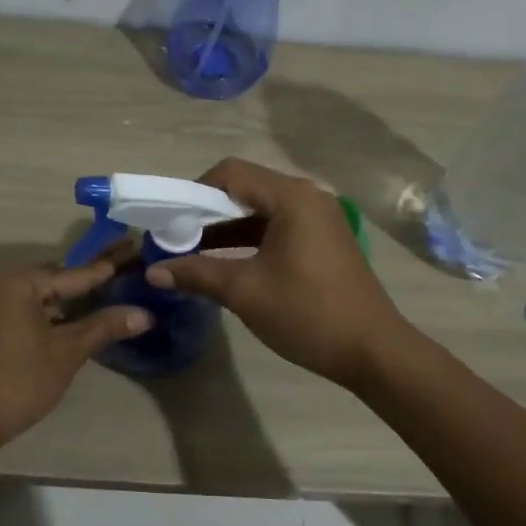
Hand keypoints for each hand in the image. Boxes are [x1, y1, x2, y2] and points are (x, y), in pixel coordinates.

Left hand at [0, 260, 150, 462]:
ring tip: (115, 293)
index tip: (137, 252)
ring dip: (77, 300)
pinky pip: (34, 310)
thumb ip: (104, 326)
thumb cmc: (20, 381)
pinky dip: (58, 314)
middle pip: (59, 280)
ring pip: (47, 297)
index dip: (109, 268)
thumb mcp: (67, 352)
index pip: (74, 273)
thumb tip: (145, 313)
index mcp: (18, 282)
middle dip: (94, 281)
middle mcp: (3, 284)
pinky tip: (85, 319)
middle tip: (131, 272)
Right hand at [146, 158, 406, 387]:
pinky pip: (277, 229)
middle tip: (177, 237)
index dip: (194, 191)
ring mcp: (319, 220)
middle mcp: (308, 198)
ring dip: (227, 229)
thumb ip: (196, 273)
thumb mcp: (245, 291)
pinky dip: (249, 241)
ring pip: (261, 211)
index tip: (171, 220)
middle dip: (207, 211)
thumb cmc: (308, 313)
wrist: (373, 352)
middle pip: (246, 189)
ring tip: (193, 253)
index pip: (231, 174)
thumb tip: (152, 272)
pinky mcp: (324, 242)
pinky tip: (227, 265)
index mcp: (292, 198)